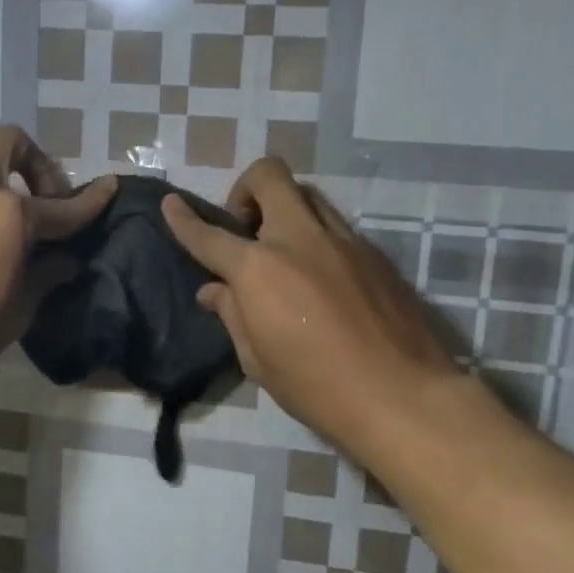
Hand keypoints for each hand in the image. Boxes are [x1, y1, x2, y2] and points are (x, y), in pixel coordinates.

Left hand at [0, 126, 113, 397]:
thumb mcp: (18, 310)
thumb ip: (46, 275)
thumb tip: (64, 260)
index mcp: (9, 213)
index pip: (63, 205)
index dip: (91, 200)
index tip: (109, 187)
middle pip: (9, 145)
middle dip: (36, 165)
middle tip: (45, 205)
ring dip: (1, 192)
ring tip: (7, 240)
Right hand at [161, 158, 463, 459]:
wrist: (402, 396)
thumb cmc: (317, 387)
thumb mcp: (259, 360)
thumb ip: (233, 315)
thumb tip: (214, 290)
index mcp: (259, 269)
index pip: (209, 235)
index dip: (183, 219)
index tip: (171, 204)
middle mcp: (299, 240)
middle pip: (269, 176)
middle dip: (246, 189)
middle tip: (245, 228)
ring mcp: (343, 241)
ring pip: (307, 195)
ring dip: (284, 209)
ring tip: (282, 251)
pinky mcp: (374, 254)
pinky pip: (335, 226)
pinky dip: (315, 237)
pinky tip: (320, 278)